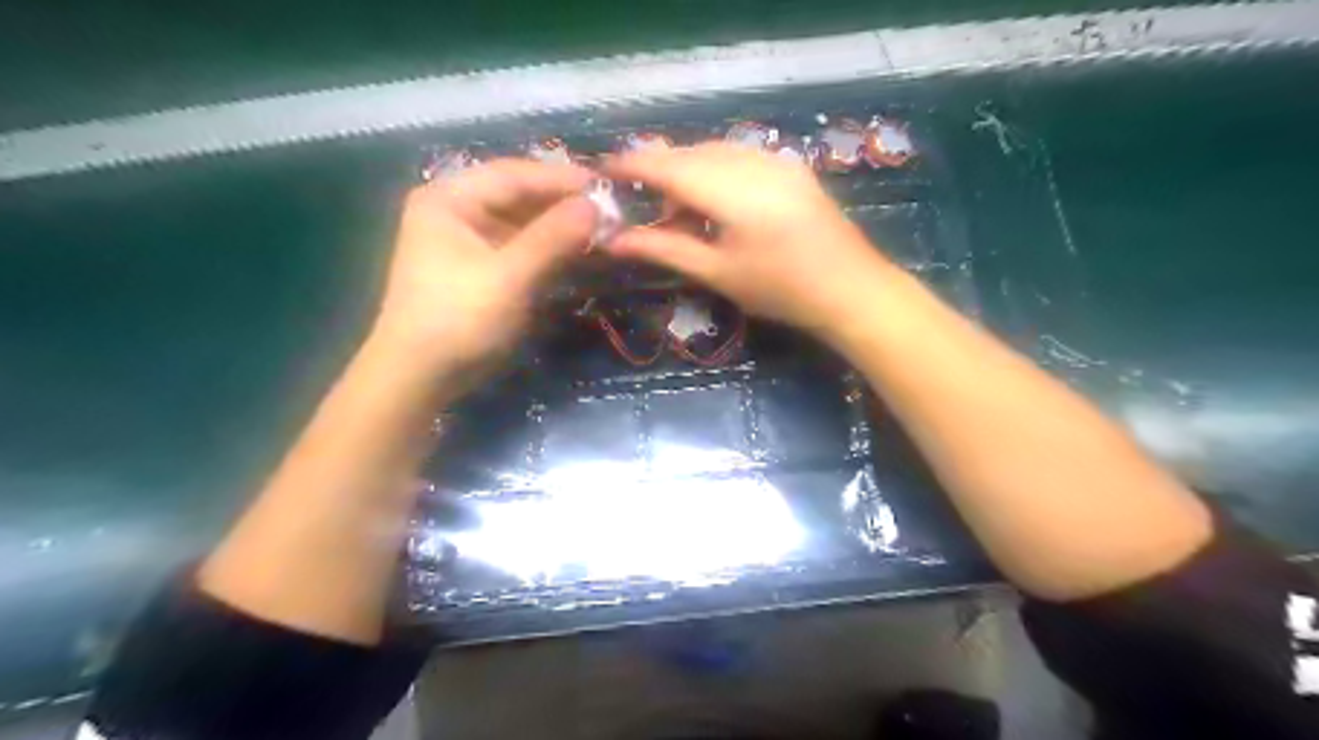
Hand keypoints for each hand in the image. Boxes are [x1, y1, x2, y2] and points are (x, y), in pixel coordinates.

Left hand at [373, 162, 596, 382]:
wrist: (420, 377)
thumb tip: (596, 205)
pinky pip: (520, 247)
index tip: (605, 185)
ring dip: (559, 227)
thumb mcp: (509, 277)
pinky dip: (549, 249)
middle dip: (562, 204)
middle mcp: (456, 210)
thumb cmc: (458, 320)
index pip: (513, 175)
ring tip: (602, 230)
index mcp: (449, 199)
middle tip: (610, 210)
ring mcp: (467, 240)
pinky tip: (578, 251)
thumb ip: (552, 237)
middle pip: (518, 196)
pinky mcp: (480, 267)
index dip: (561, 179)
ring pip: (522, 222)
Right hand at [604, 142, 897, 340]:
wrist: (851, 290)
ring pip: (714, 151)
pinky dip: (714, 171)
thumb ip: (664, 248)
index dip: (632, 164)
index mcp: (732, 191)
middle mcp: (753, 163)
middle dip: (658, 170)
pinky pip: (739, 157)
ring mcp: (776, 161)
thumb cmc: (780, 290)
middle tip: (637, 199)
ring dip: (687, 171)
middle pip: (690, 154)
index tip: (602, 171)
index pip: (668, 166)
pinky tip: (713, 202)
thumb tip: (615, 240)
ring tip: (676, 211)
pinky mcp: (790, 167)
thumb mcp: (718, 272)